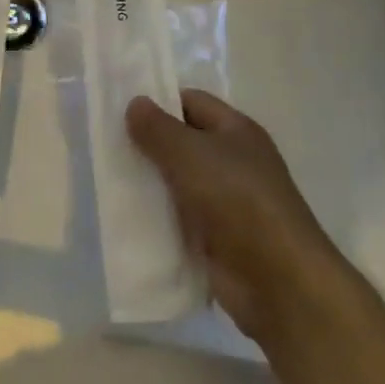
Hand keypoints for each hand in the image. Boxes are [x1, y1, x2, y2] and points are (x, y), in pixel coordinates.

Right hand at [126, 89, 336, 346]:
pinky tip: (127, 220)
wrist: (278, 281)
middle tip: (106, 146)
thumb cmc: (237, 200)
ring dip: (150, 184)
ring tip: (108, 182)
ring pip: (178, 183)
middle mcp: (234, 161)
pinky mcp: (217, 240)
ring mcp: (227, 203)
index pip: (191, 102)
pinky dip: (158, 220)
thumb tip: (135, 102)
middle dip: (148, 145)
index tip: (120, 111)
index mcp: (236, 131)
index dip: (158, 102)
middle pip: (183, 143)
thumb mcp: (190, 153)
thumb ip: (158, 128)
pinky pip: (180, 220)